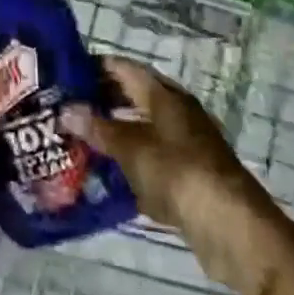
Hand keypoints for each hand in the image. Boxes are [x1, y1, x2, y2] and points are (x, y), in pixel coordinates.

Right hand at [63, 57, 286, 294]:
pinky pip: (149, 160)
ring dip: (112, 134)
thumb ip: (98, 128)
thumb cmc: (178, 173)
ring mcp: (184, 146)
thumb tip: (66, 109)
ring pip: (140, 130)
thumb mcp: (131, 148)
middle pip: (133, 98)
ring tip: (76, 139)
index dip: (95, 67)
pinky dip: (127, 162)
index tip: (63, 74)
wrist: (231, 227)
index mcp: (165, 96)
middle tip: (64, 108)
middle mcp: (177, 114)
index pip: (124, 69)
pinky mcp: (187, 176)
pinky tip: (103, 174)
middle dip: (100, 102)